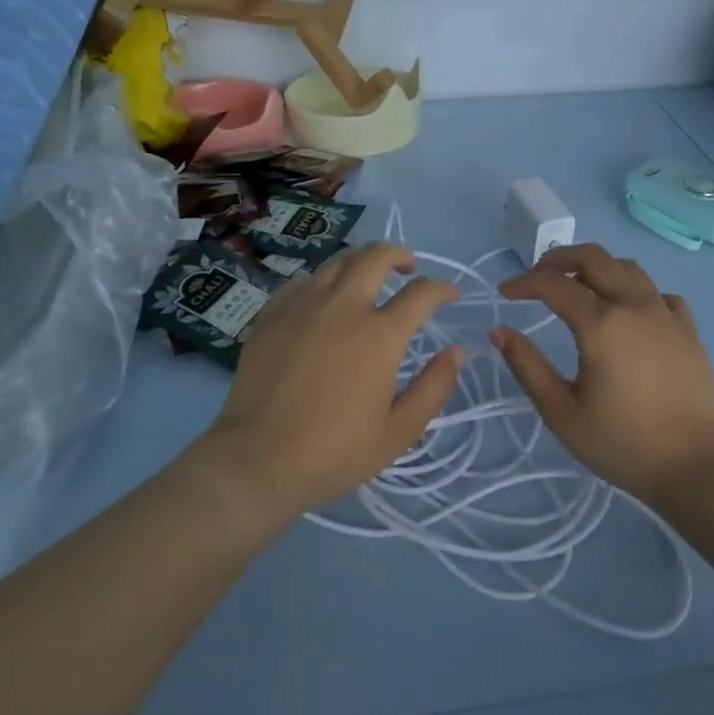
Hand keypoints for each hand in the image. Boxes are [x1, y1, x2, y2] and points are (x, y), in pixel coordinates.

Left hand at [203, 243, 462, 522]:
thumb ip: (434, 388)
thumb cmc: (334, 452)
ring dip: (361, 262)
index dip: (442, 289)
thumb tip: (456, 352)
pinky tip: (324, 299)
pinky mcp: (271, 314)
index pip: (421, 293)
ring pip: (338, 262)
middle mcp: (343, 307)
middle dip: (400, 254)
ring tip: (368, 278)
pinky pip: (303, 281)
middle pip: (376, 256)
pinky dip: (324, 281)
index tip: (449, 295)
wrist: (257, 460)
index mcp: (379, 335)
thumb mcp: (399, 432)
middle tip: (408, 268)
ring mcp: (302, 305)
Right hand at [494, 244, 713, 502]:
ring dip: (597, 267)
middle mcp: (634, 305)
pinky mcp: (689, 330)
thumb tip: (499, 330)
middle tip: (538, 275)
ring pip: (628, 267)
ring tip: (578, 286)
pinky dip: (635, 290)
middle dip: (559, 258)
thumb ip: (528, 367)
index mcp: (601, 323)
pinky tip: (628, 312)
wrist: (696, 466)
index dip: (524, 283)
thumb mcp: (562, 412)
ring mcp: (666, 314)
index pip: (554, 284)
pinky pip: (658, 293)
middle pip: (594, 257)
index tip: (504, 293)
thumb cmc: (622, 443)